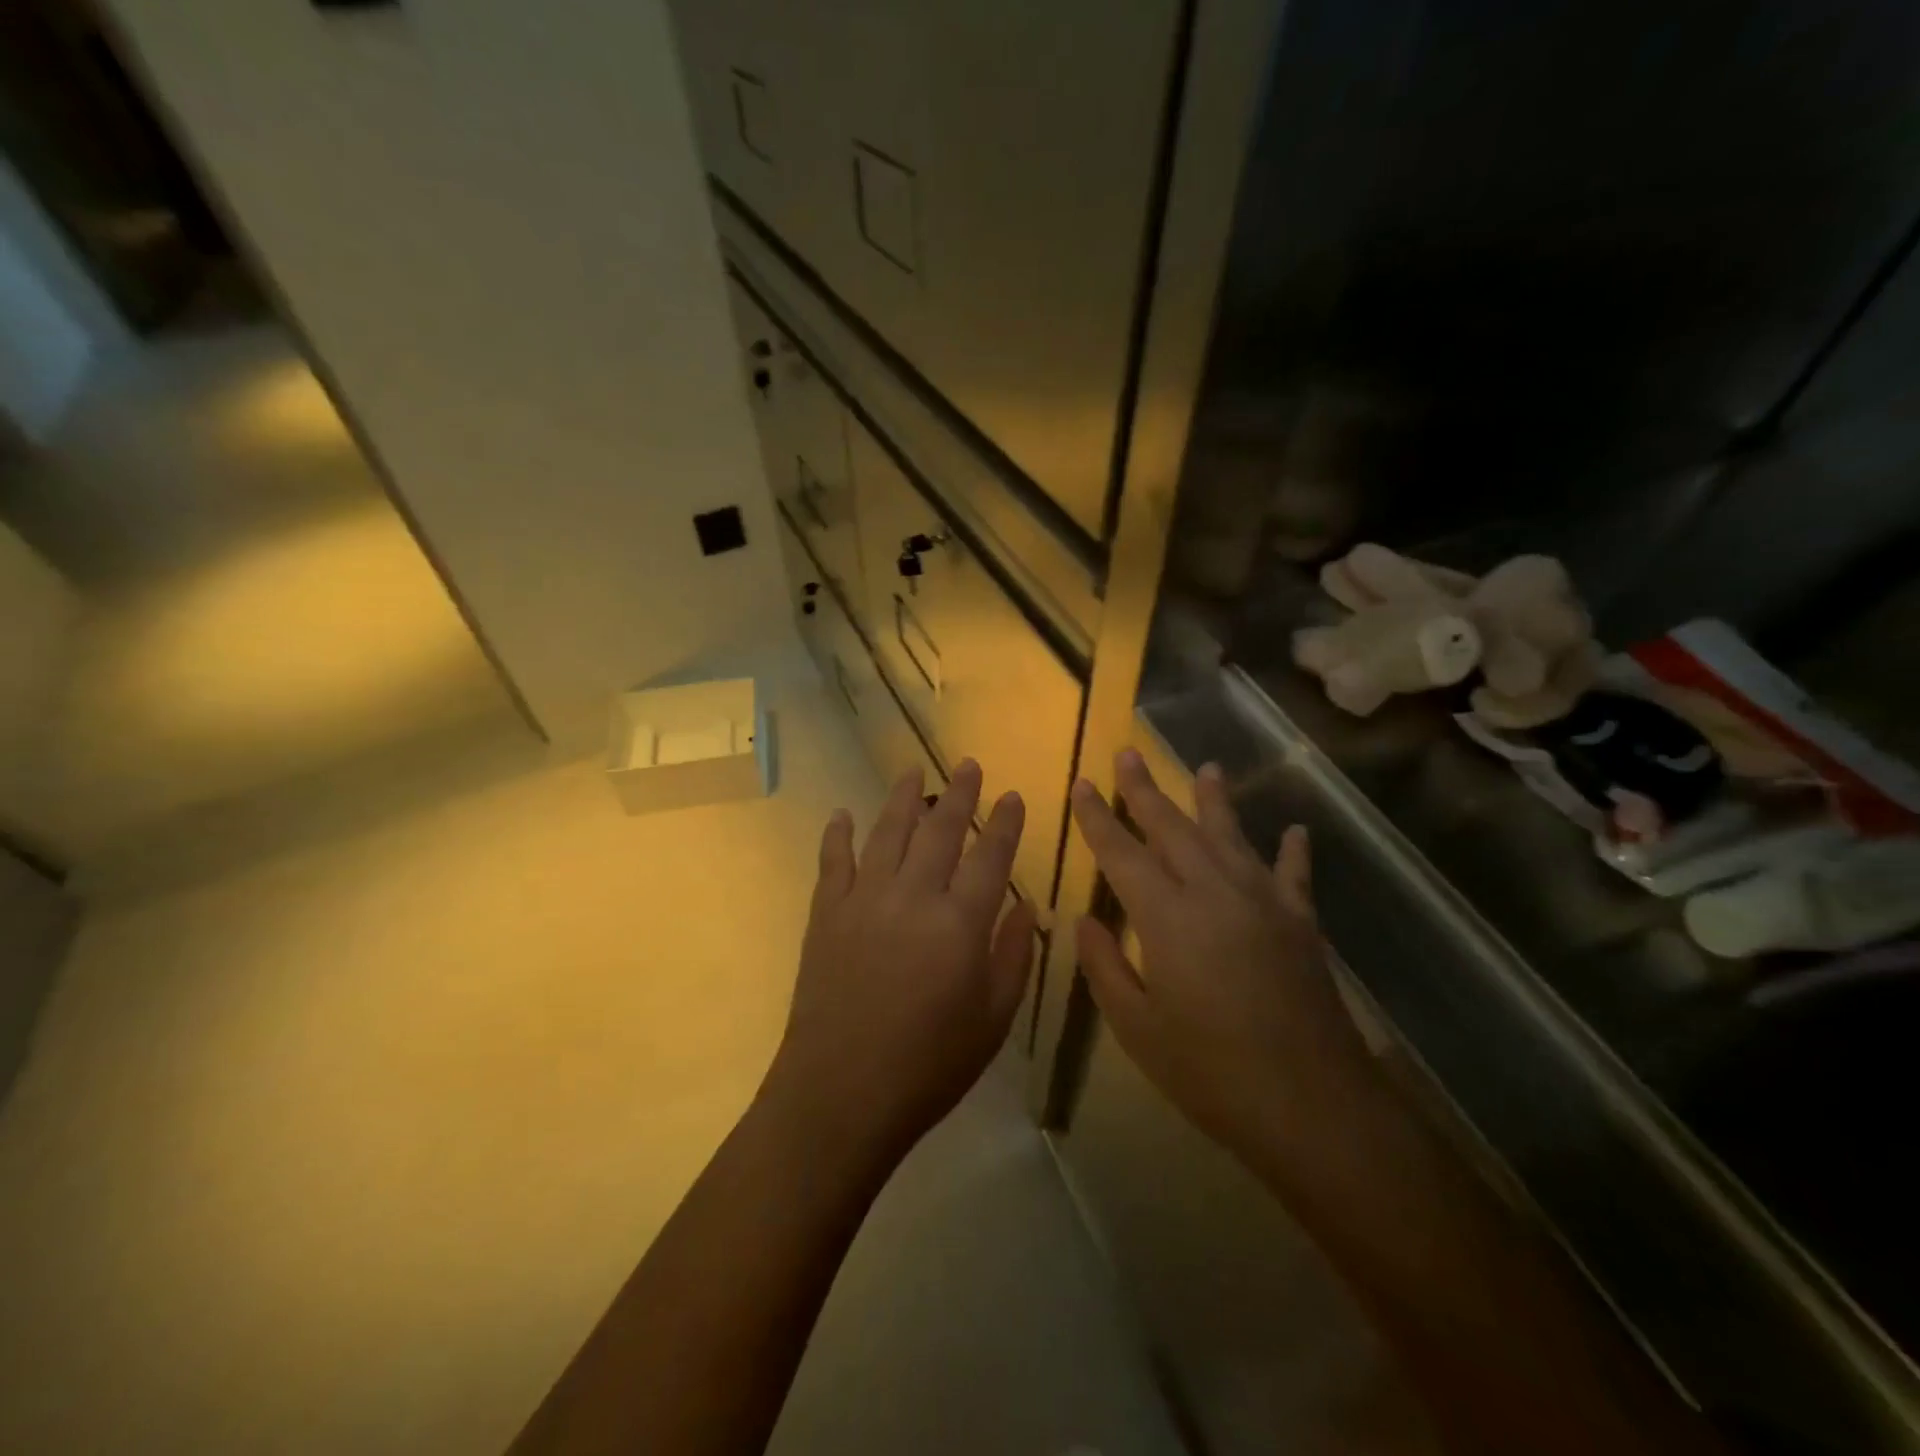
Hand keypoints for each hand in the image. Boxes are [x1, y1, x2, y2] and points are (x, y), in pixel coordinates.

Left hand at [764, 760, 1036, 1166]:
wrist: (840, 1094)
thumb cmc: (929, 1065)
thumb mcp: (992, 1019)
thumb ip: (1012, 956)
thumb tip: (1023, 904)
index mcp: (960, 923)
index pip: (990, 857)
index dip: (1005, 824)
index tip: (1013, 796)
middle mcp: (913, 896)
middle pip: (940, 831)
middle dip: (959, 794)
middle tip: (968, 765)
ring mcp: (863, 900)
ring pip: (887, 833)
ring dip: (903, 798)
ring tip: (913, 771)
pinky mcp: (826, 914)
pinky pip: (833, 862)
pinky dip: (838, 834)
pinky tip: (842, 814)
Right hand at [1069, 749, 1378, 1181]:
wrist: (1312, 1106)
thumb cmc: (1211, 1071)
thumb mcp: (1137, 1027)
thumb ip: (1105, 966)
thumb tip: (1084, 919)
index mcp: (1167, 916)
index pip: (1122, 853)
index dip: (1098, 818)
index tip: (1083, 785)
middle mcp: (1214, 892)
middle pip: (1173, 828)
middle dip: (1146, 790)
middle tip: (1128, 753)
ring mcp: (1263, 903)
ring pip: (1231, 836)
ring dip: (1214, 801)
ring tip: (1206, 767)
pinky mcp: (1300, 924)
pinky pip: (1294, 875)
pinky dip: (1292, 852)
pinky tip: (1295, 831)